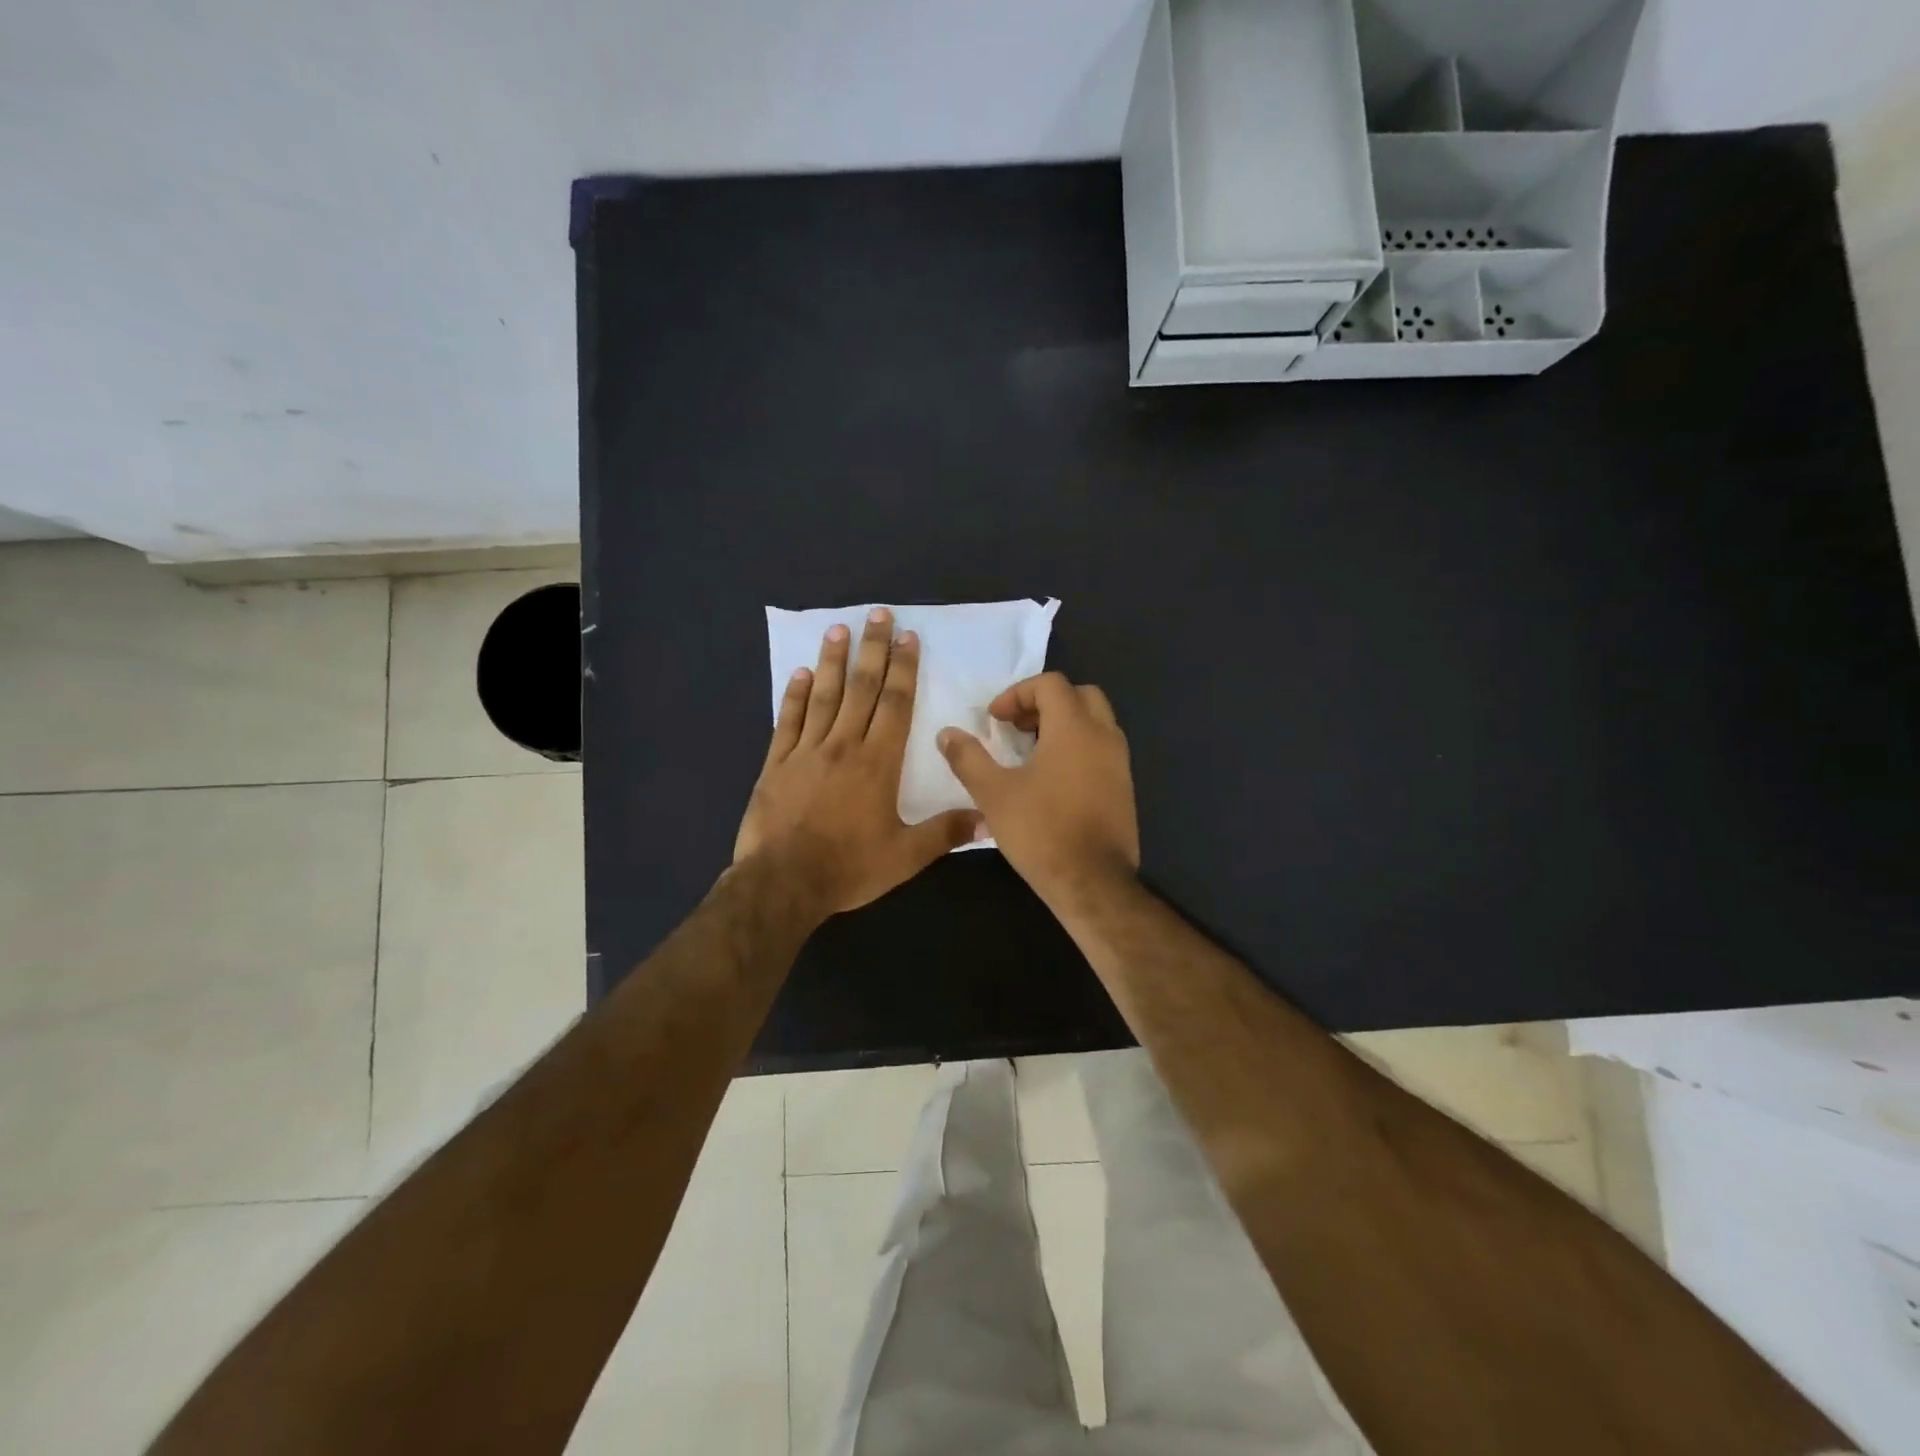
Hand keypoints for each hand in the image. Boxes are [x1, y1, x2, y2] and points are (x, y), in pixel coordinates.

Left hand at [736, 608, 982, 919]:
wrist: (783, 883)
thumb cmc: (849, 868)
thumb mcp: (906, 856)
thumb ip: (946, 832)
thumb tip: (990, 818)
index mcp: (878, 763)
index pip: (895, 705)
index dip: (903, 669)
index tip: (908, 638)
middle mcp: (843, 746)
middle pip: (861, 689)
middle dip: (872, 650)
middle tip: (877, 614)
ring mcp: (806, 752)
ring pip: (824, 697)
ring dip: (833, 661)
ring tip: (838, 629)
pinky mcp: (777, 765)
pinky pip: (788, 722)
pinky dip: (795, 696)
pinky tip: (800, 673)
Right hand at [937, 672, 1138, 908]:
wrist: (1093, 882)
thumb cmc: (1041, 831)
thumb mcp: (994, 794)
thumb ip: (968, 758)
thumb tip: (946, 733)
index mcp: (1074, 728)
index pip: (1050, 684)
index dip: (1017, 693)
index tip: (994, 720)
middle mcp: (1104, 736)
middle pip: (1080, 695)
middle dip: (1045, 703)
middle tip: (1017, 727)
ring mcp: (1120, 763)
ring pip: (1096, 722)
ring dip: (1064, 725)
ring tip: (1032, 752)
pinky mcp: (1125, 788)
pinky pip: (1102, 749)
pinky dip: (1078, 747)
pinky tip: (1053, 780)